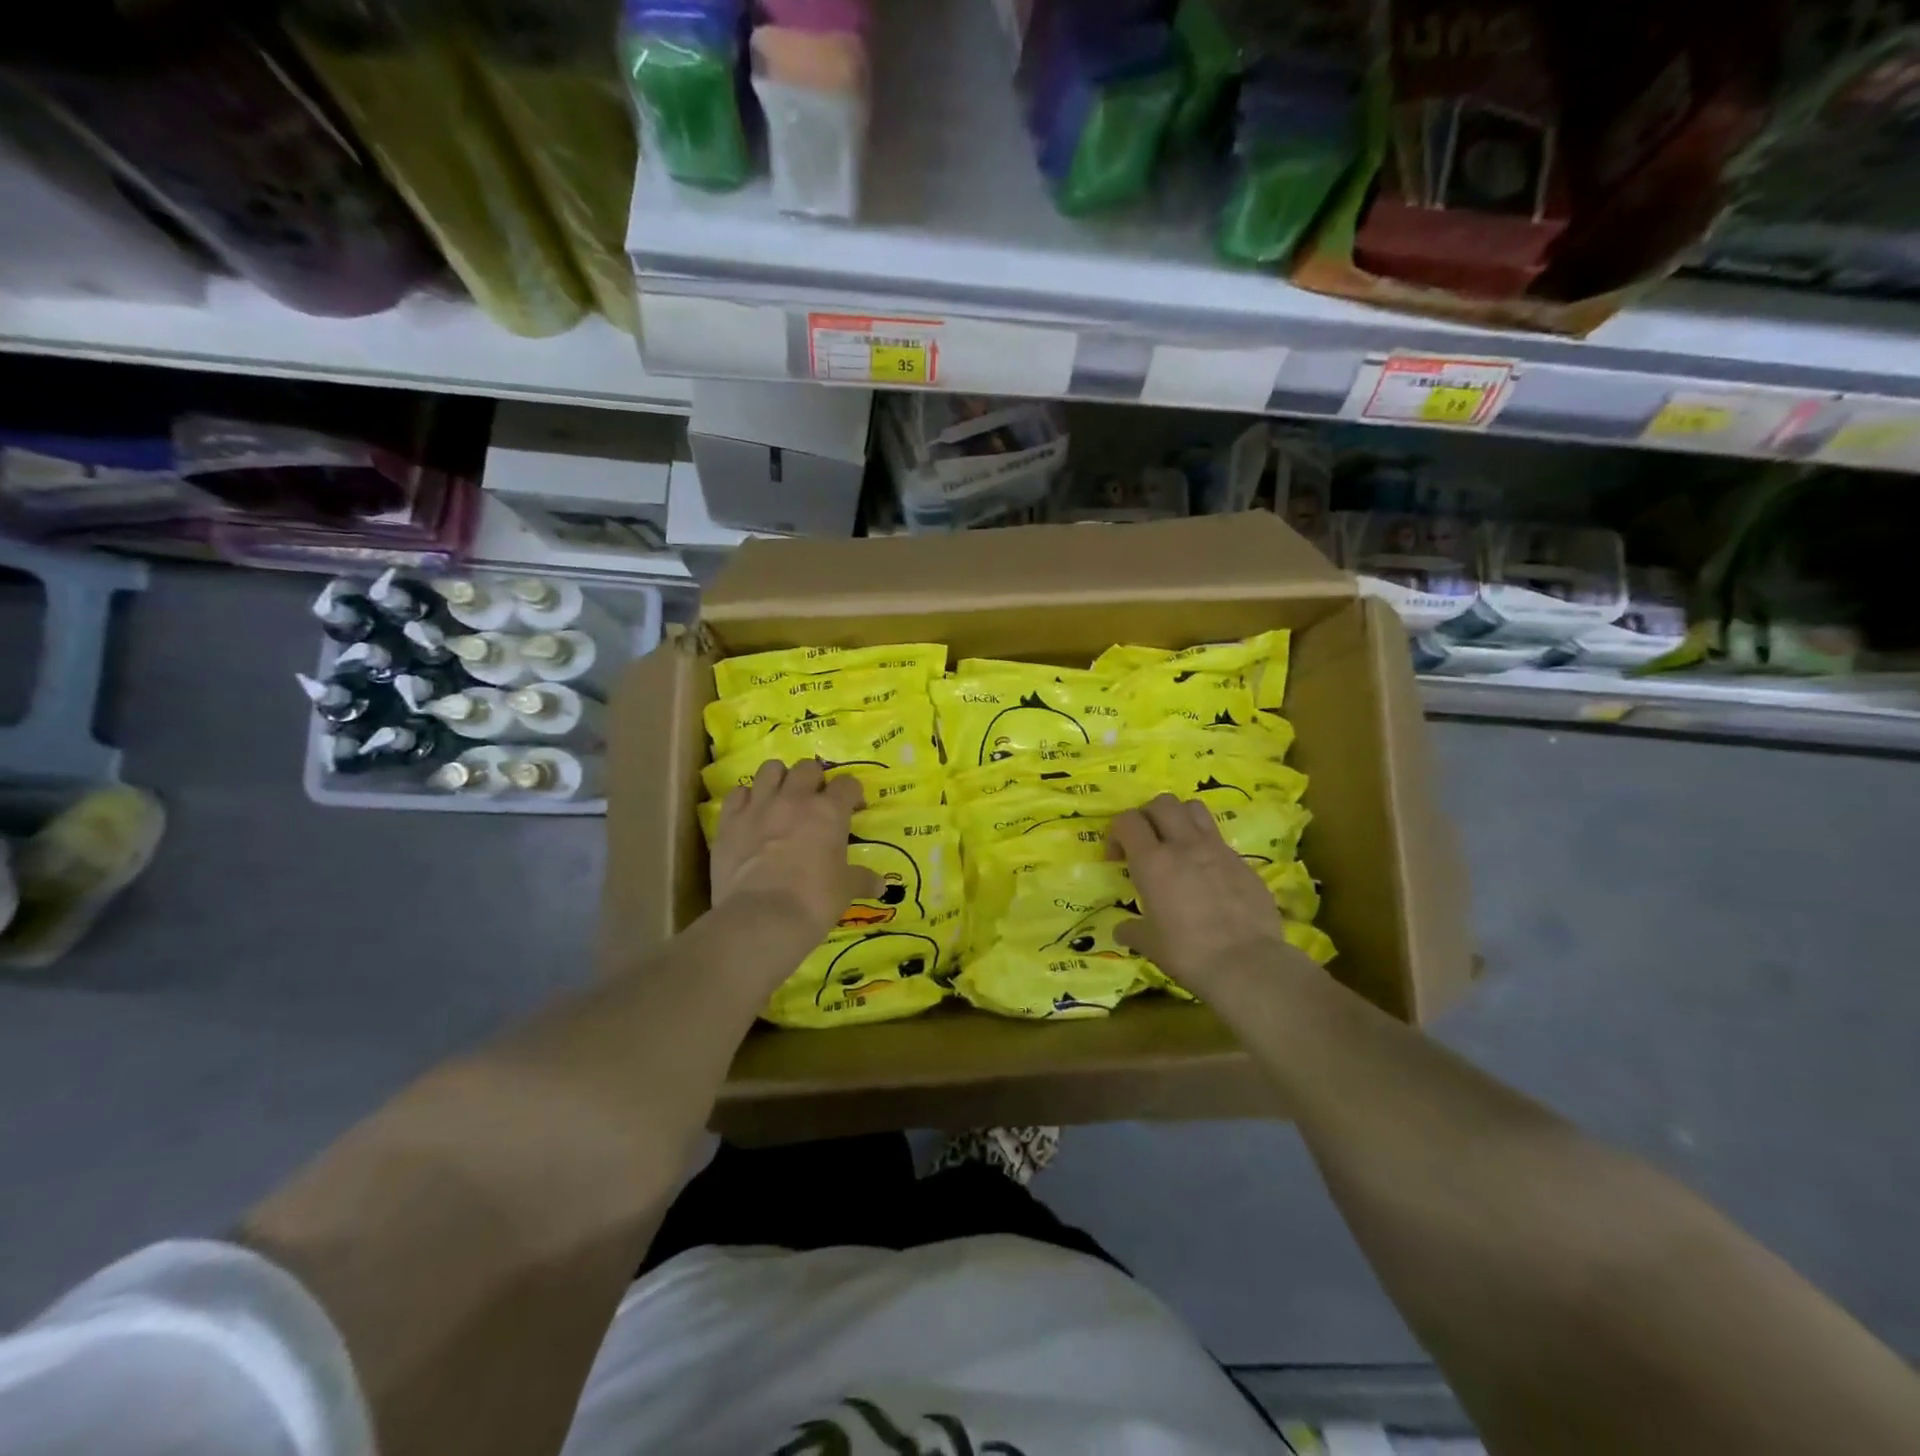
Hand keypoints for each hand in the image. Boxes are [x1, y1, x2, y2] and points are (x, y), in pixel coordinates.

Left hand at [711, 759, 879, 940]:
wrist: (761, 918)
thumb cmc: (813, 901)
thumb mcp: (845, 890)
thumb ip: (862, 880)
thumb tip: (880, 885)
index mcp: (829, 812)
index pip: (847, 784)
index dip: (852, 793)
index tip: (854, 808)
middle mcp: (795, 799)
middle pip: (807, 767)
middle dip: (815, 779)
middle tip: (815, 801)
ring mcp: (759, 806)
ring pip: (770, 769)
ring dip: (779, 779)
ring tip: (782, 797)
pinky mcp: (730, 820)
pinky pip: (737, 793)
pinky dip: (746, 799)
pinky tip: (751, 814)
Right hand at [1107, 794, 1307, 994]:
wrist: (1247, 965)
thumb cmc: (1188, 953)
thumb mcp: (1150, 944)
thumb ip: (1132, 930)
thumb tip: (1122, 929)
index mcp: (1153, 861)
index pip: (1127, 820)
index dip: (1117, 833)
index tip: (1117, 858)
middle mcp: (1184, 845)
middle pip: (1162, 803)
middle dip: (1148, 816)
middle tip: (1146, 843)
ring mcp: (1218, 850)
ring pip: (1194, 808)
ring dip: (1180, 818)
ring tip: (1176, 844)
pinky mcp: (1243, 862)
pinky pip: (1219, 839)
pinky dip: (1206, 847)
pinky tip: (1207, 875)